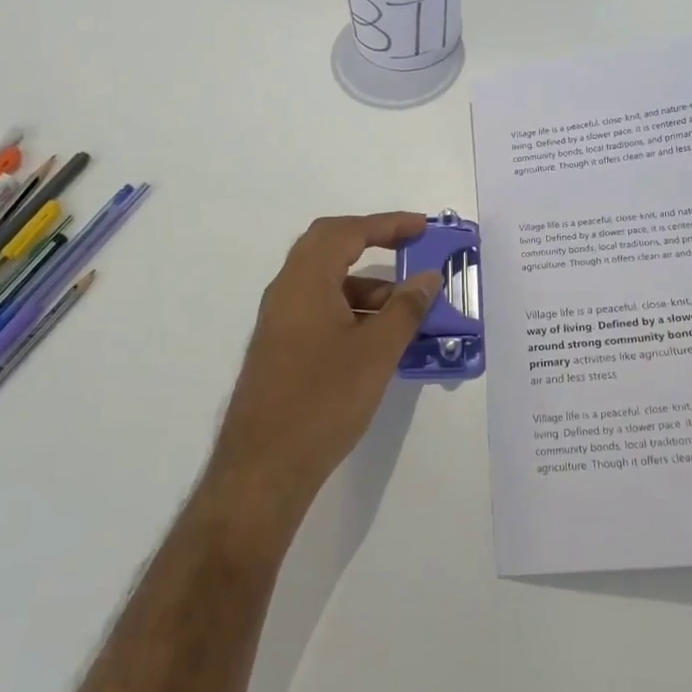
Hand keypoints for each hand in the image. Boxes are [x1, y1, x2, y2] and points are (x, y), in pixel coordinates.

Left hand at [210, 213, 443, 514]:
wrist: (264, 467)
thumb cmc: (323, 399)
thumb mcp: (376, 351)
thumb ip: (405, 308)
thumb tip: (428, 277)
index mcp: (305, 280)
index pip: (346, 232)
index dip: (387, 224)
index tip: (422, 227)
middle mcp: (286, 291)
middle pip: (330, 249)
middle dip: (373, 245)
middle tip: (411, 250)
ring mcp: (280, 321)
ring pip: (327, 284)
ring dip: (366, 286)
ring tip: (407, 308)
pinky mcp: (281, 348)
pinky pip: (321, 311)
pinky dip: (352, 311)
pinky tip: (380, 339)